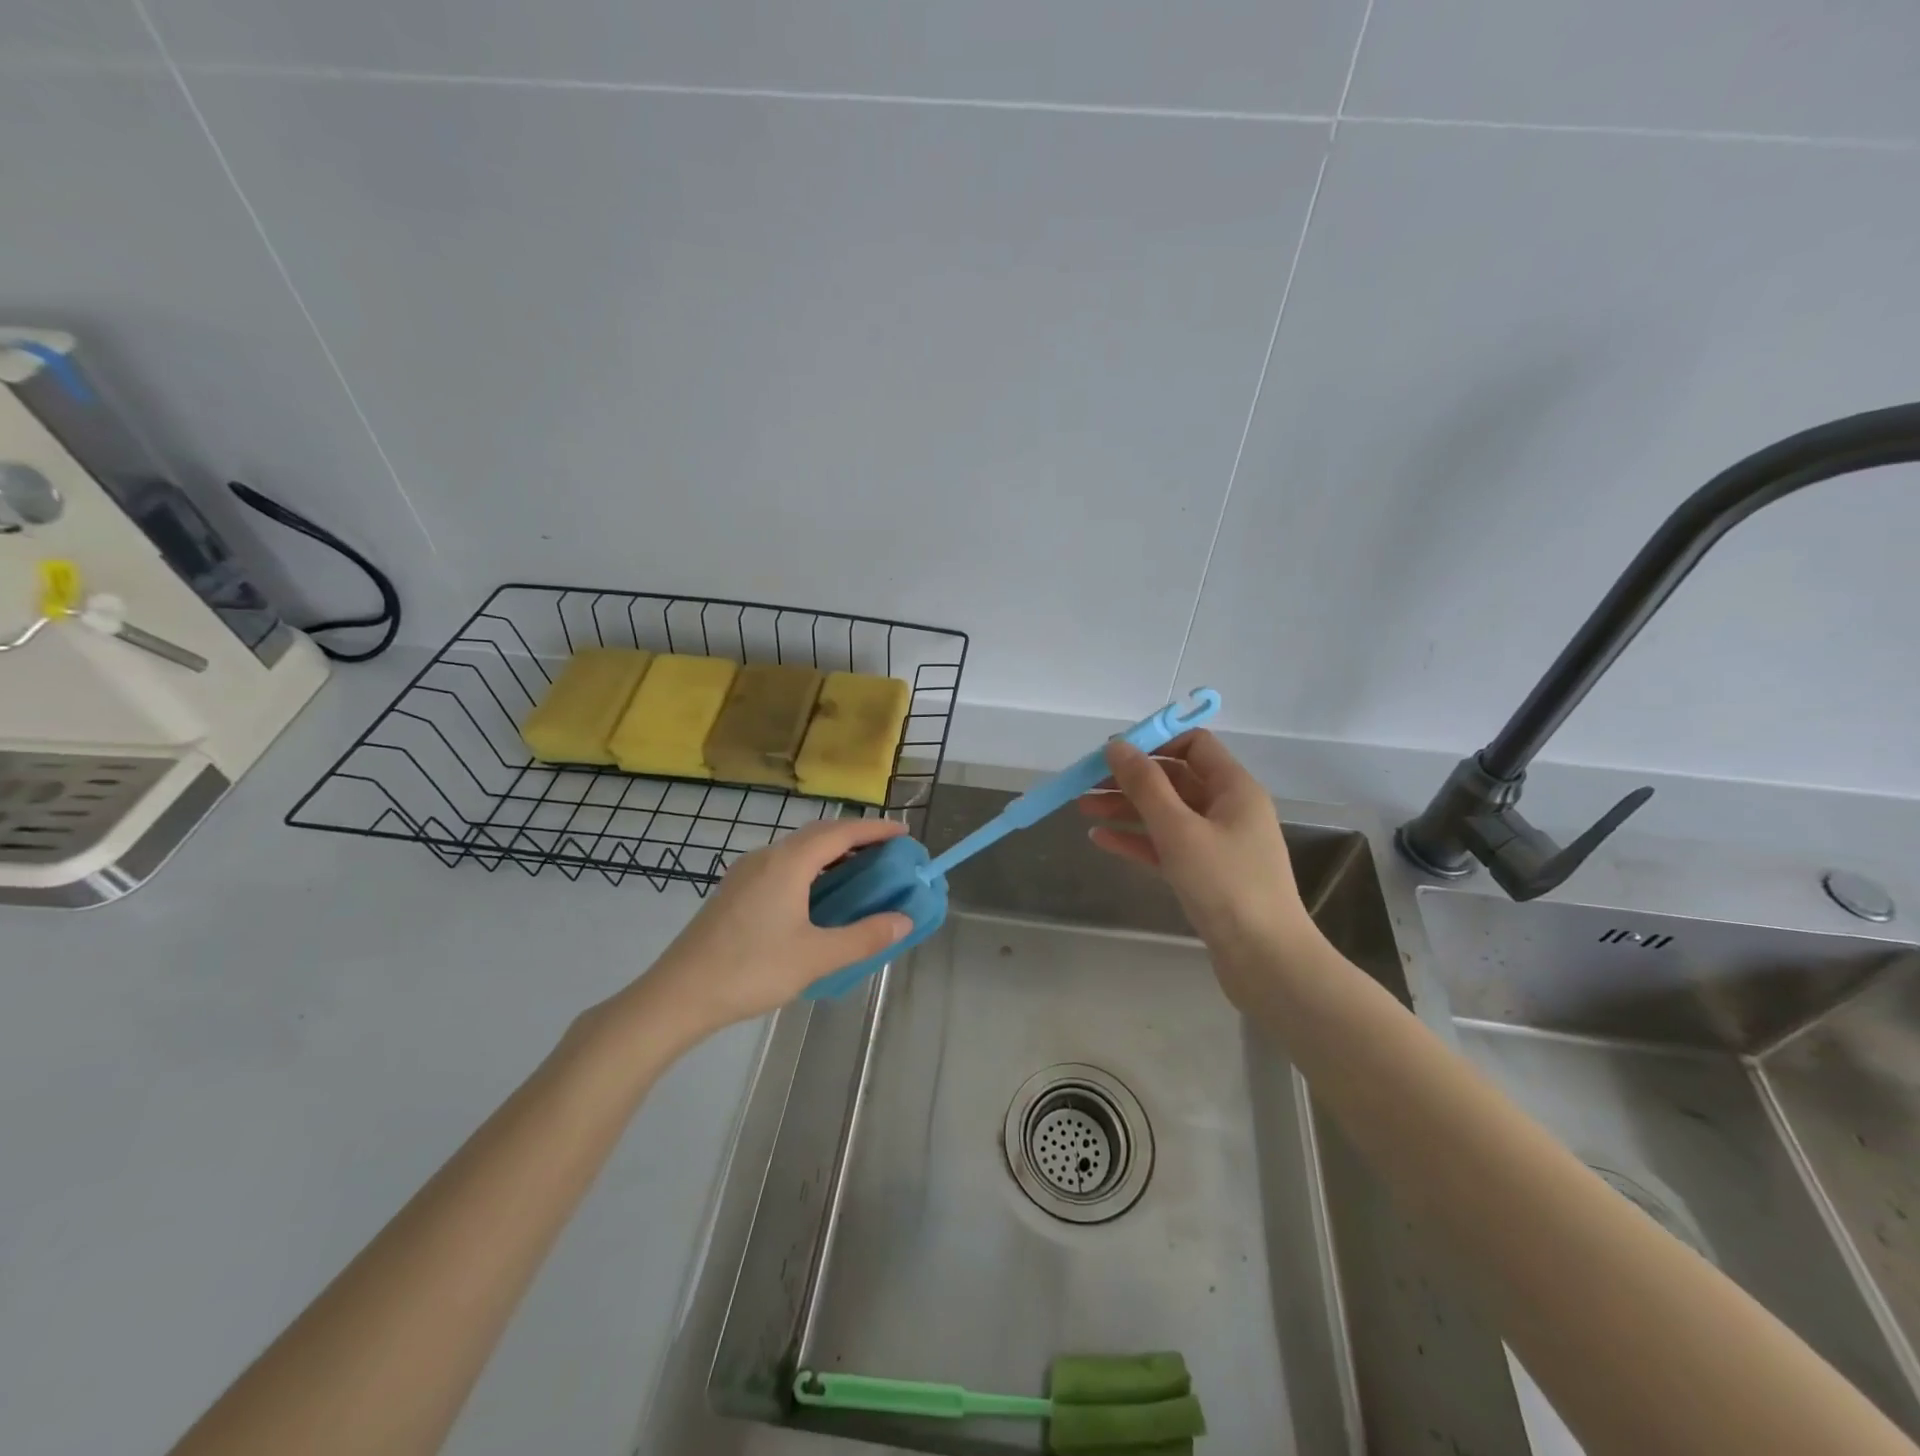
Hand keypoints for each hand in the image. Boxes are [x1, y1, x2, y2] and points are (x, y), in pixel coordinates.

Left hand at [637, 817, 913, 1037]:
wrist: (678, 995)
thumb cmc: (750, 970)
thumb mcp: (815, 958)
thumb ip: (863, 937)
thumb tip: (903, 921)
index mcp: (788, 863)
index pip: (841, 832)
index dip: (875, 829)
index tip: (904, 833)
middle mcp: (766, 857)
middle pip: (819, 834)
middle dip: (855, 837)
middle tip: (887, 852)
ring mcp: (746, 873)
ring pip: (798, 849)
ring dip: (831, 852)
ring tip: (860, 871)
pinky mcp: (734, 892)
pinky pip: (783, 865)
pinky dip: (811, 868)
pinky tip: (818, 895)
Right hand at [1078, 730, 1319, 989]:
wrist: (1265, 961)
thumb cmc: (1226, 885)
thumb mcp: (1179, 829)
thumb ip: (1145, 785)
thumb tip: (1117, 745)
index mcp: (1234, 788)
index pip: (1194, 745)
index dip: (1154, 743)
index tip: (1114, 754)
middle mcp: (1228, 809)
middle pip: (1174, 779)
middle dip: (1129, 779)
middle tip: (1085, 784)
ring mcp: (1217, 843)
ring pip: (1165, 814)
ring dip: (1126, 808)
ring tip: (1082, 809)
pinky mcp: (1205, 874)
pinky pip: (1165, 845)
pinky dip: (1136, 839)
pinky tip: (1101, 839)